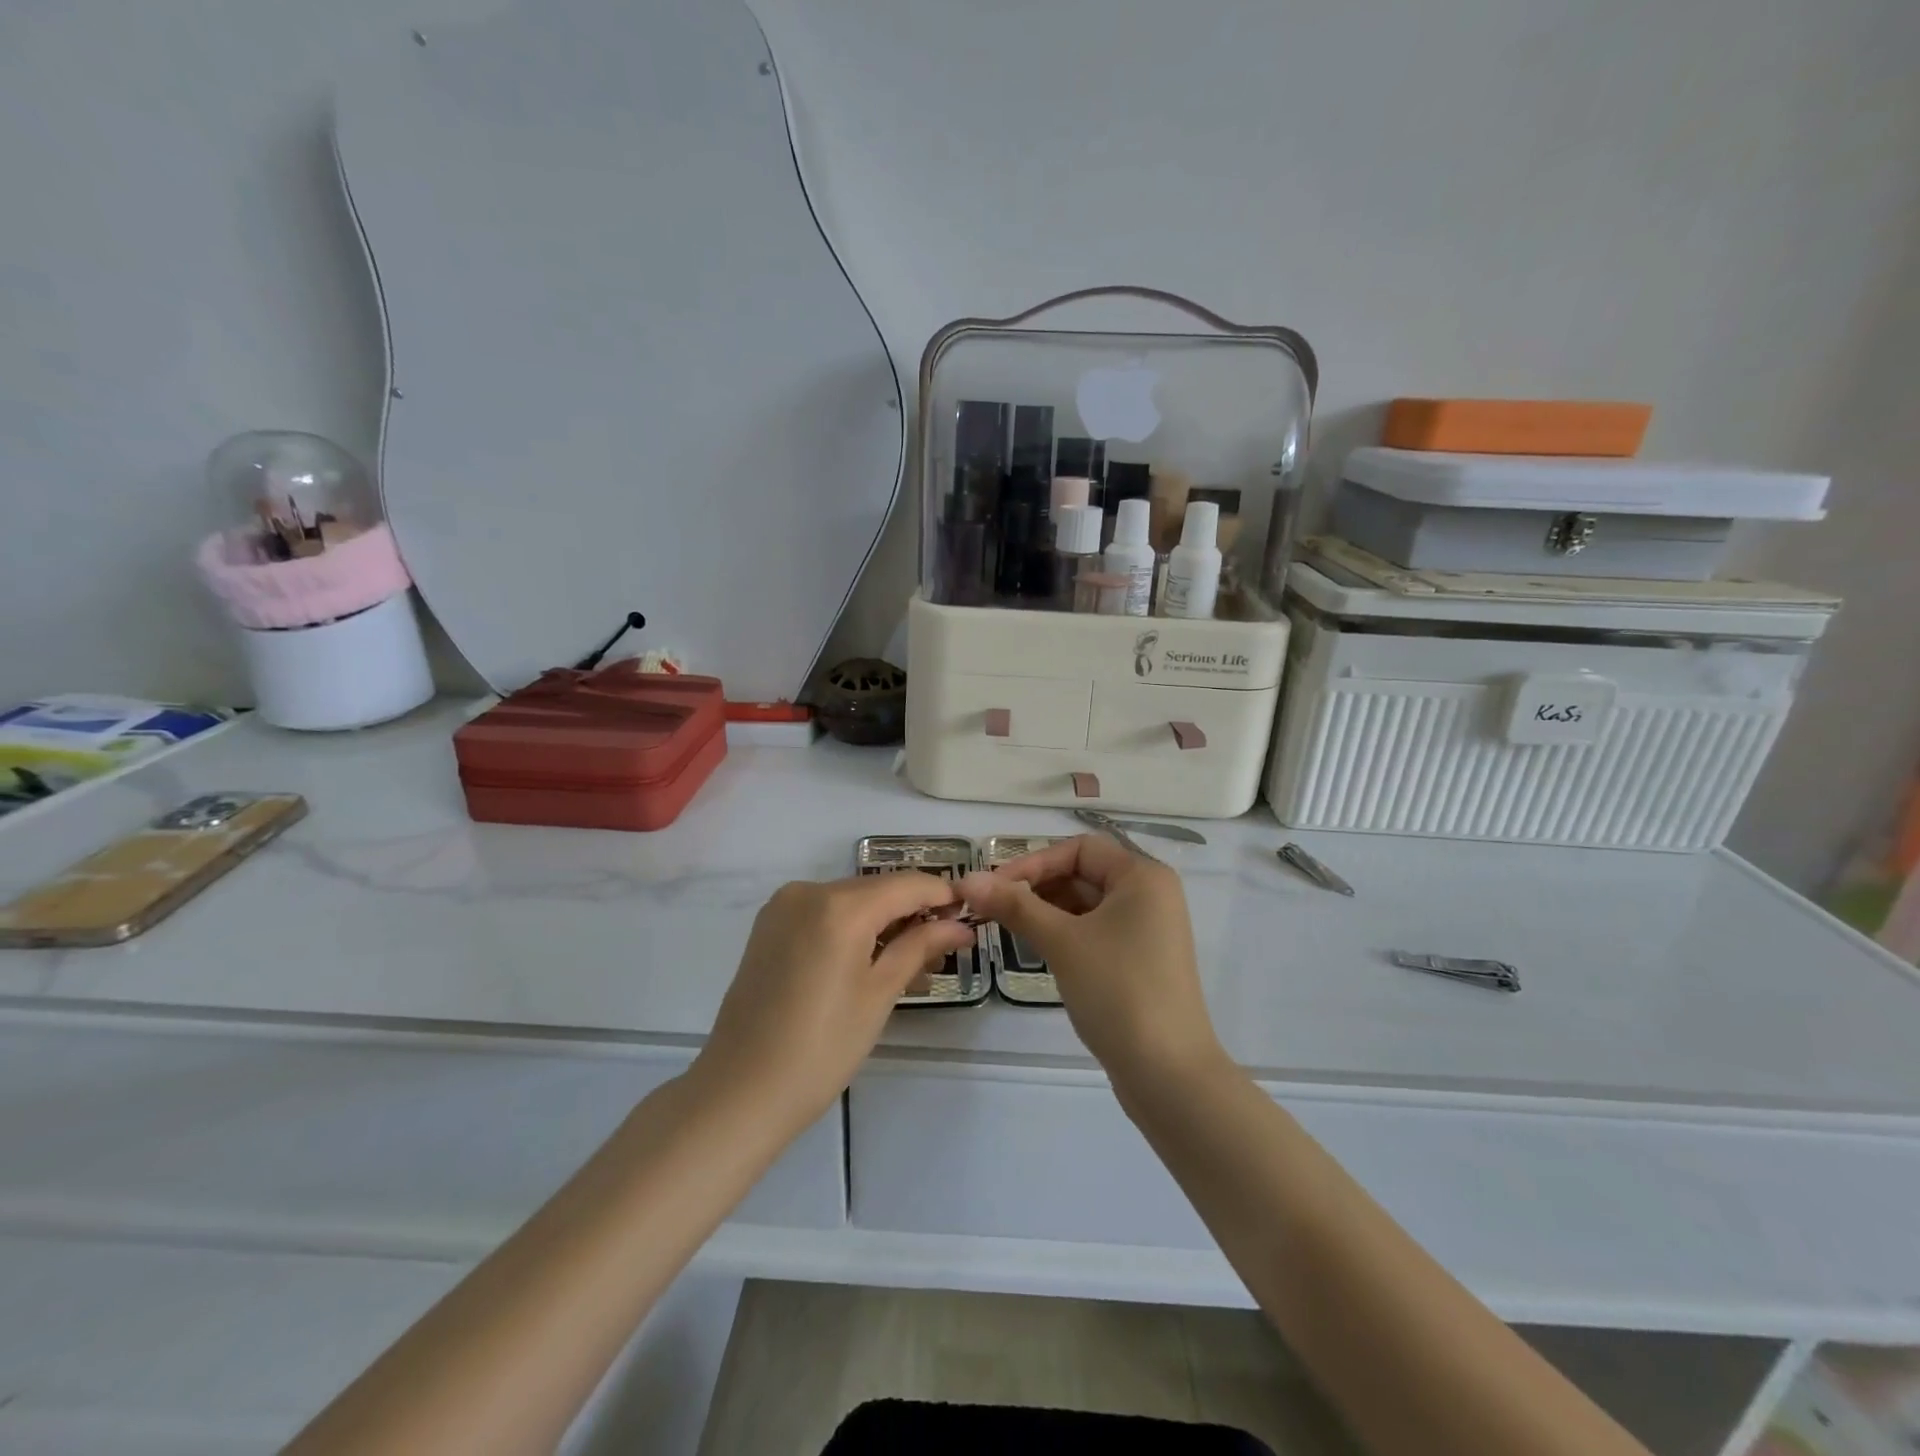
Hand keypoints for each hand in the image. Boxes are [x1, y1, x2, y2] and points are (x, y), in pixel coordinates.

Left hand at [694, 872, 973, 1134]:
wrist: (739, 1091)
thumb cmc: (821, 1049)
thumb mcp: (879, 996)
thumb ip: (920, 948)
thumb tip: (960, 926)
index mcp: (840, 906)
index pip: (907, 884)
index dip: (942, 895)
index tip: (969, 914)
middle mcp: (809, 890)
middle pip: (877, 889)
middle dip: (913, 912)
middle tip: (942, 950)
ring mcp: (784, 905)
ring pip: (850, 900)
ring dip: (882, 921)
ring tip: (908, 964)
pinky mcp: (769, 925)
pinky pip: (823, 912)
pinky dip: (851, 927)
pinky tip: (867, 960)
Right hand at [960, 835, 1225, 1092]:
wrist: (1168, 1074)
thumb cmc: (1118, 991)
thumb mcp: (1062, 942)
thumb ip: (1014, 905)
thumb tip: (967, 879)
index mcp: (1142, 876)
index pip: (1079, 850)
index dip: (1033, 862)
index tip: (993, 887)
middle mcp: (1150, 894)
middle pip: (1083, 873)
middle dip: (1037, 887)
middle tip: (992, 909)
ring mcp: (1148, 929)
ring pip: (1087, 904)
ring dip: (1047, 911)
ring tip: (1008, 928)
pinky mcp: (1140, 959)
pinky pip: (1096, 930)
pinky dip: (1065, 933)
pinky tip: (1038, 949)